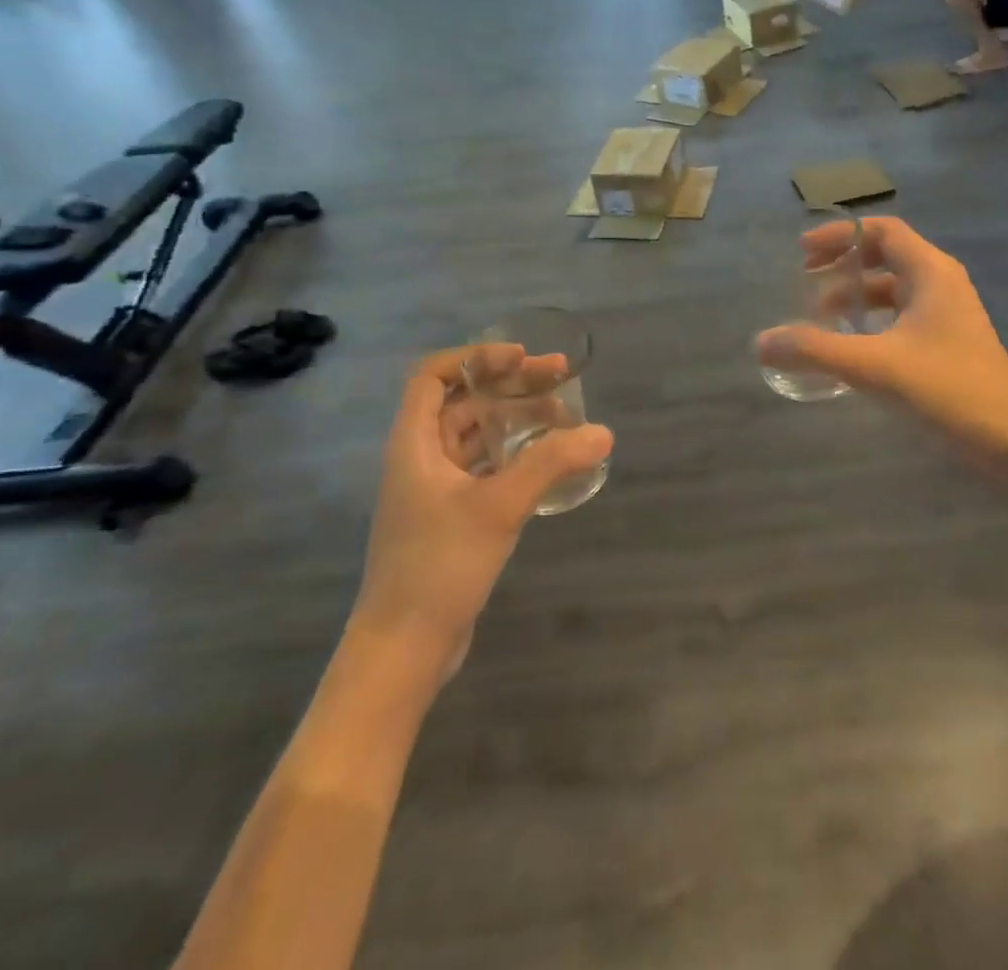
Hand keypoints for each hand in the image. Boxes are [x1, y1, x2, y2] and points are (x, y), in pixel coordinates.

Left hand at [355, 345, 612, 649]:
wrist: (404, 649)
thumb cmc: (440, 565)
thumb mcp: (499, 506)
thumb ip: (551, 463)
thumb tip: (603, 432)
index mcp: (414, 443)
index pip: (433, 376)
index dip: (476, 358)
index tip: (521, 359)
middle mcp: (420, 458)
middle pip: (464, 401)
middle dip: (511, 384)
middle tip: (561, 377)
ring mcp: (435, 489)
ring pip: (477, 435)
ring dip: (517, 418)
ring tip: (565, 416)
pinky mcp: (451, 516)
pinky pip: (485, 466)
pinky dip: (515, 454)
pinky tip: (549, 459)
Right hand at [755, 218, 1007, 458]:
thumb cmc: (946, 390)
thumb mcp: (874, 366)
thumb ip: (815, 351)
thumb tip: (761, 342)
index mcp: (931, 272)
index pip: (883, 232)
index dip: (841, 236)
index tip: (802, 251)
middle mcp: (943, 284)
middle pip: (888, 256)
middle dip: (845, 264)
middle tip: (806, 279)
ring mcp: (950, 314)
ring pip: (896, 289)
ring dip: (857, 295)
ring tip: (821, 315)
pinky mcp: (950, 343)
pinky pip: (904, 316)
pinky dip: (874, 320)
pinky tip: (853, 346)